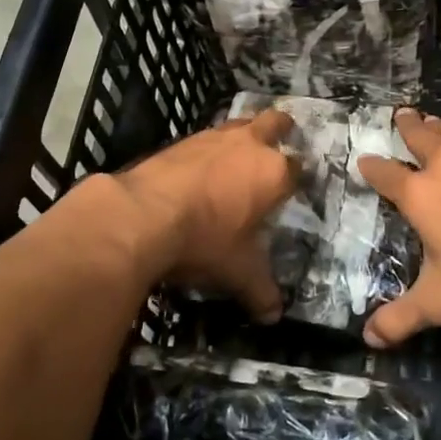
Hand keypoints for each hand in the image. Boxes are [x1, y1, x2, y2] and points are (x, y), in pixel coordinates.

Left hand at [110, 108, 296, 321]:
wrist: (142, 214)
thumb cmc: (204, 240)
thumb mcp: (237, 272)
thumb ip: (259, 290)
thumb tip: (273, 316)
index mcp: (273, 173)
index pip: (297, 169)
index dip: (297, 178)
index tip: (294, 188)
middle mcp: (248, 145)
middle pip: (274, 123)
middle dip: (280, 129)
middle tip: (280, 141)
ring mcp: (212, 137)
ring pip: (238, 124)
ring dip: (242, 136)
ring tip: (238, 156)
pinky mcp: (181, 141)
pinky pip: (205, 138)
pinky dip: (208, 150)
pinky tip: (200, 169)